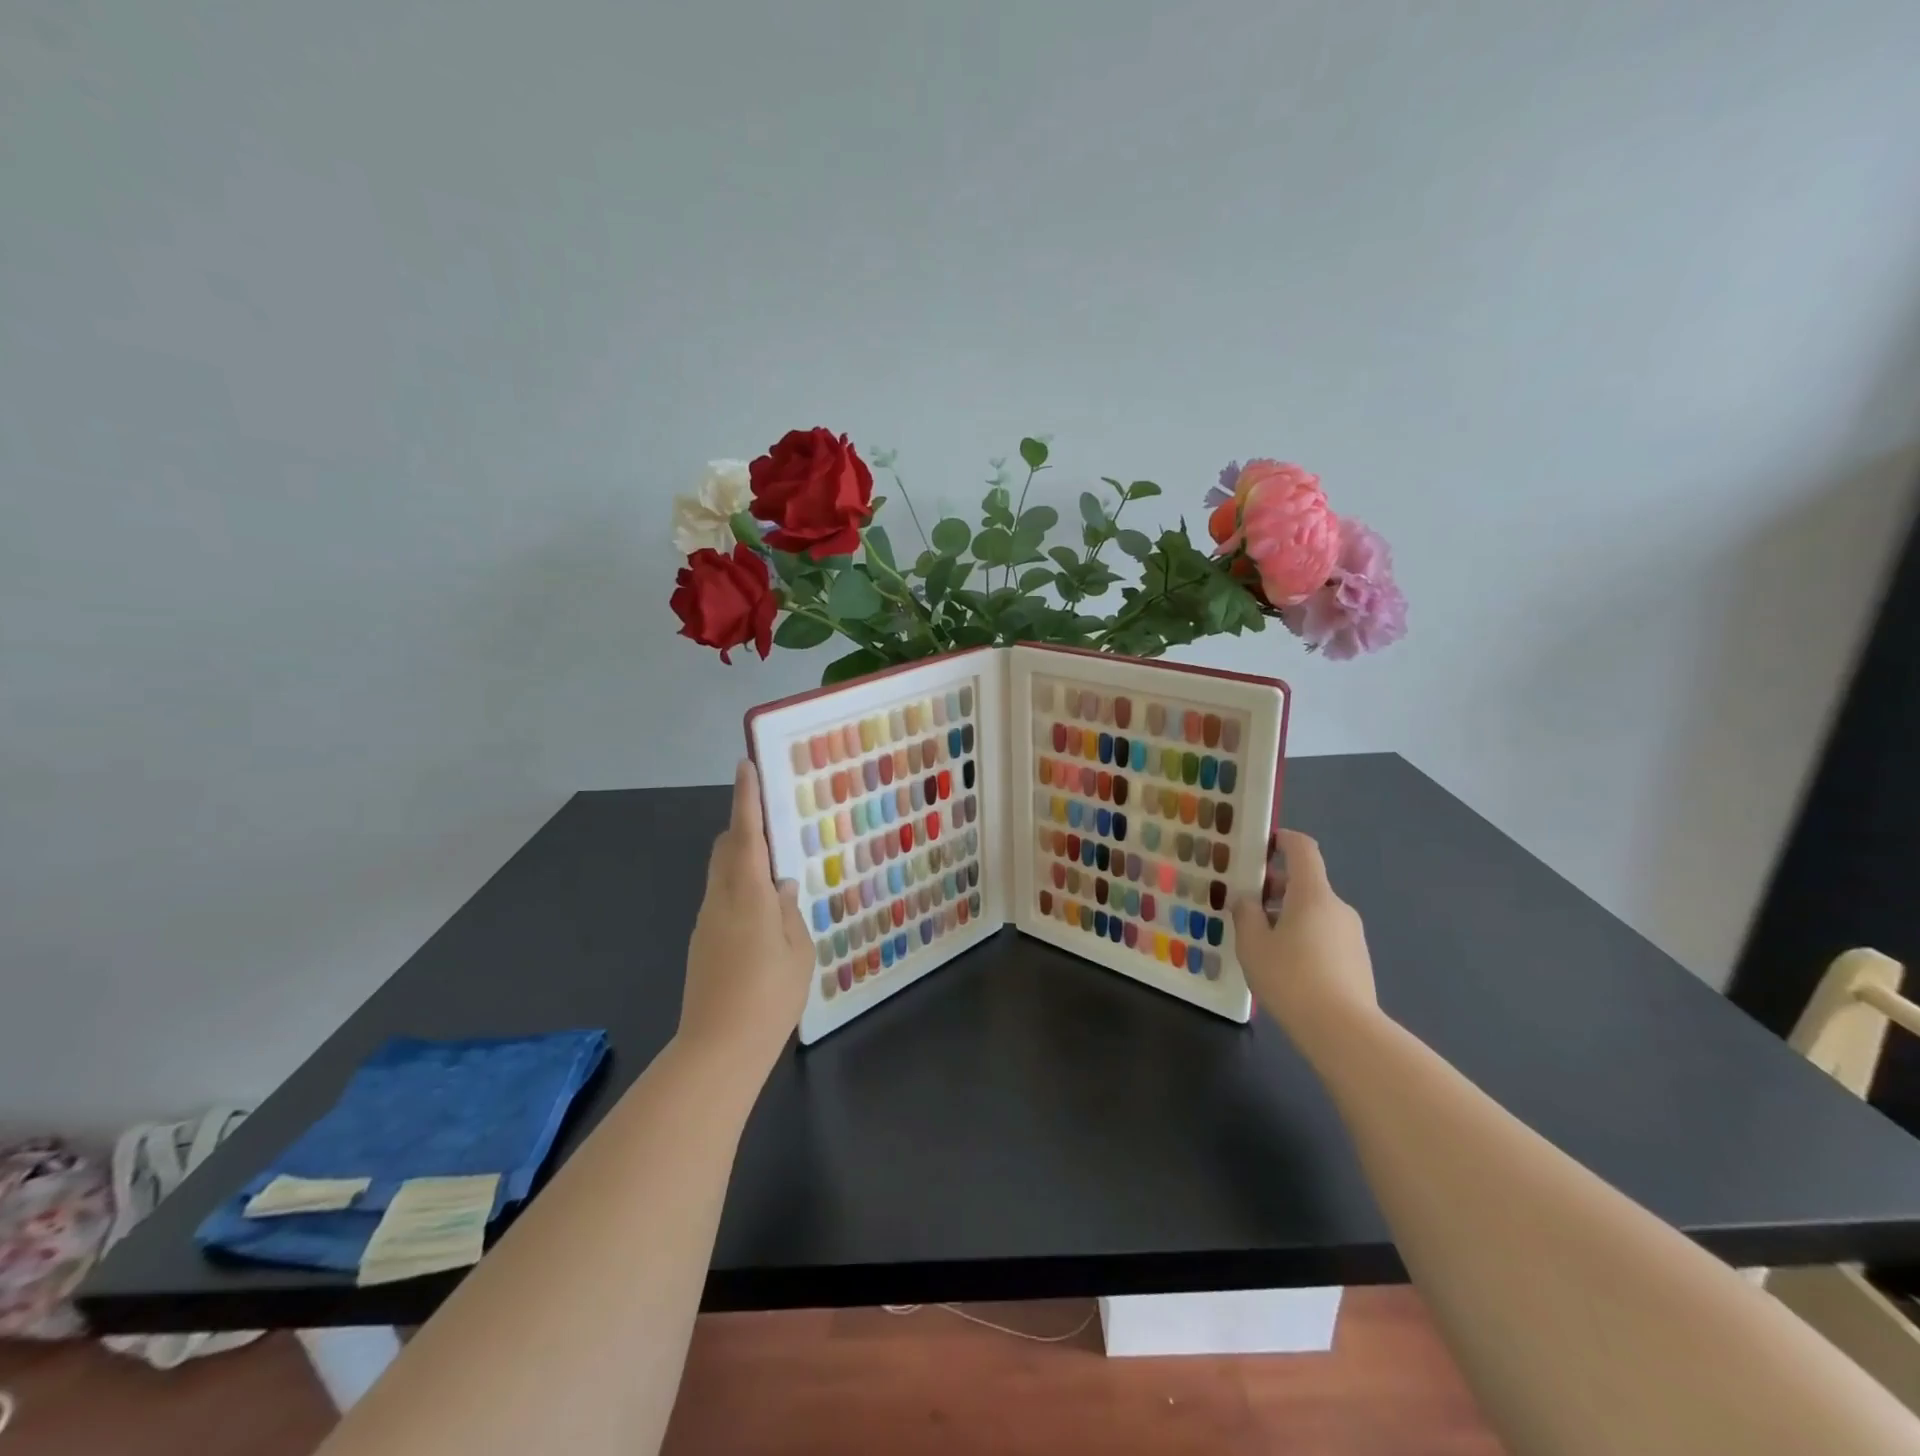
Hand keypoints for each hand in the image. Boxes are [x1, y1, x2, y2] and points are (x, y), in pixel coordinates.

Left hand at [679, 759, 813, 1070]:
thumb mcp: (797, 952)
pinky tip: (764, 913)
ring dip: (743, 860)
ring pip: (722, 874)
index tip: (745, 765)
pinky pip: (723, 899)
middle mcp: (720, 900)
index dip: (746, 799)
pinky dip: (741, 889)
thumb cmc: (769, 997)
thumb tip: (783, 886)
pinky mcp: (702, 943)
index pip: (745, 835)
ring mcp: (706, 922)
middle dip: (743, 827)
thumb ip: (789, 912)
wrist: (718, 1050)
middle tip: (773, 821)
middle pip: (725, 849)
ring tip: (777, 870)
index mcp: (747, 896)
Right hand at [1232, 829, 1377, 1043]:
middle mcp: (1338, 907)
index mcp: (1313, 894)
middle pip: (1305, 883)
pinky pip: (1325, 936)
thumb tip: (1246, 900)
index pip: (1303, 849)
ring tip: (1261, 942)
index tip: (1262, 846)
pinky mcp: (1358, 961)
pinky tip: (1285, 967)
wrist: (1344, 1031)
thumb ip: (1245, 914)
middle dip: (1275, 888)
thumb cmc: (1291, 977)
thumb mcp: (1252, 944)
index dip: (1283, 840)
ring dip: (1288, 916)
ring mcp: (1352, 935)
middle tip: (1246, 906)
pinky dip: (1303, 938)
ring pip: (1314, 912)